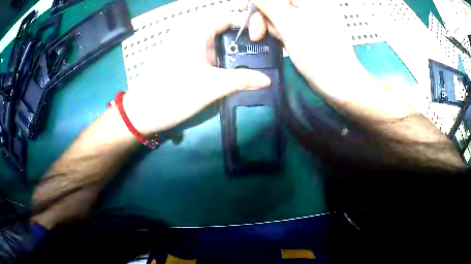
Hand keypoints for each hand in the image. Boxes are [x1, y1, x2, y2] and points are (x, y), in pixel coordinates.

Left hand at [122, 13, 270, 134]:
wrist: (141, 113)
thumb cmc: (173, 93)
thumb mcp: (211, 86)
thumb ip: (241, 80)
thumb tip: (267, 80)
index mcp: (195, 31)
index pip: (226, 16)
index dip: (245, 23)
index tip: (263, 37)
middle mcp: (189, 33)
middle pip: (221, 28)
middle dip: (241, 38)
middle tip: (260, 51)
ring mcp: (183, 46)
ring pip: (213, 41)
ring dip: (230, 50)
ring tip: (250, 61)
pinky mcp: (180, 59)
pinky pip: (204, 52)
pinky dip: (219, 58)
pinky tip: (229, 70)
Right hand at [248, 0, 414, 121]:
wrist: (343, 85)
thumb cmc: (323, 58)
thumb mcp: (292, 27)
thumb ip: (272, 4)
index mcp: (310, 0)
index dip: (258, 2)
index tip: (250, 17)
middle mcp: (311, 4)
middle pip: (276, 0)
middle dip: (261, 13)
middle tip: (258, 33)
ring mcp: (310, 15)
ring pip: (279, 10)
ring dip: (268, 22)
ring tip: (269, 39)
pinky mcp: (309, 28)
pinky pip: (286, 21)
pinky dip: (277, 29)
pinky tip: (278, 40)